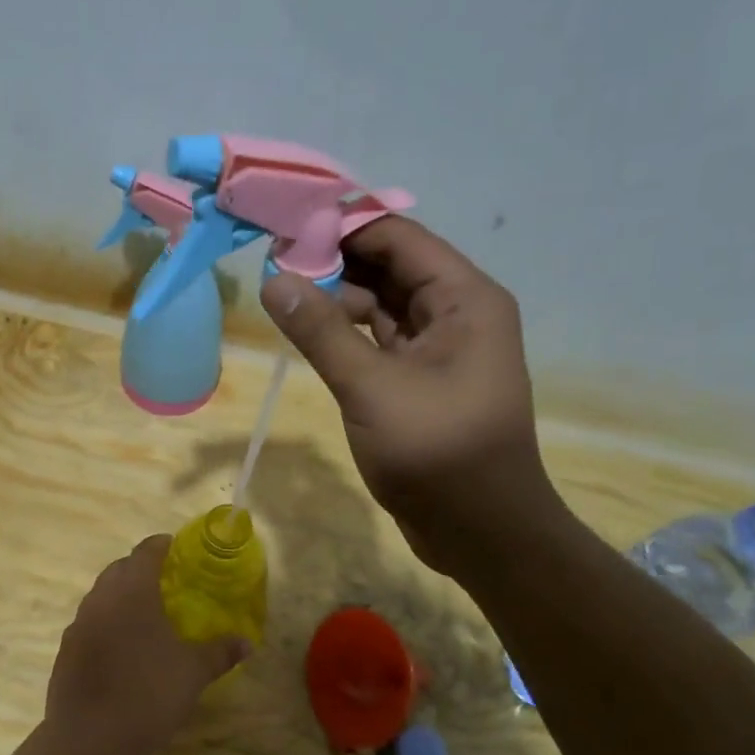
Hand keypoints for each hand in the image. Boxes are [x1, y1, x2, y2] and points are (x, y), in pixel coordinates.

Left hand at [45, 536, 250, 754]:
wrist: (91, 739)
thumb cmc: (149, 694)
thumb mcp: (193, 672)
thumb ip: (220, 652)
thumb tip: (247, 643)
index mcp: (132, 591)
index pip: (145, 552)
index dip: (162, 546)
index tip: (177, 549)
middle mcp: (100, 599)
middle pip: (119, 569)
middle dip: (140, 569)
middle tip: (165, 583)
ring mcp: (78, 624)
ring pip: (100, 595)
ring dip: (120, 595)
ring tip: (144, 614)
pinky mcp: (65, 650)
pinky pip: (88, 623)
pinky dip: (105, 623)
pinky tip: (120, 648)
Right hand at [261, 216, 561, 575]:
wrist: (480, 530)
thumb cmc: (436, 452)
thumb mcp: (372, 388)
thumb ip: (322, 332)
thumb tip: (274, 281)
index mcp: (465, 299)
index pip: (398, 239)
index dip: (343, 227)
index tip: (287, 225)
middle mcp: (457, 313)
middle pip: (390, 268)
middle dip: (336, 262)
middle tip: (274, 261)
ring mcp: (440, 348)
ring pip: (382, 305)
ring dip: (338, 298)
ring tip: (283, 295)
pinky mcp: (421, 380)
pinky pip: (380, 340)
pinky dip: (347, 333)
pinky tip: (310, 332)